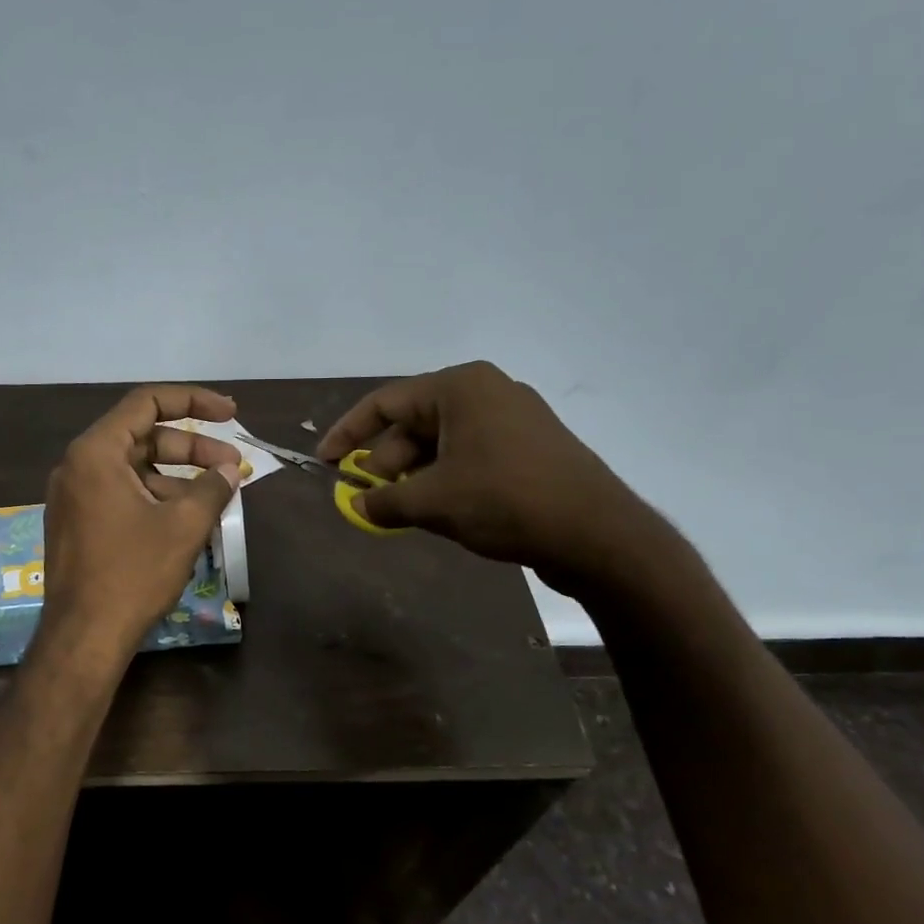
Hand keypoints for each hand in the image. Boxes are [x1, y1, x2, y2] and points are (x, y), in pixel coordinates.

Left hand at [40, 385, 245, 652]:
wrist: (84, 636)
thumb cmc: (133, 573)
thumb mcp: (183, 525)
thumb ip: (213, 487)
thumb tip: (231, 470)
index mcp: (95, 452)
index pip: (147, 402)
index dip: (193, 401)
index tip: (230, 413)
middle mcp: (78, 465)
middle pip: (143, 437)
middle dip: (192, 448)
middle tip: (232, 466)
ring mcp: (74, 496)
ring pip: (134, 469)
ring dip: (177, 477)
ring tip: (217, 497)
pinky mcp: (77, 523)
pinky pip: (121, 493)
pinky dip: (155, 496)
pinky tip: (187, 518)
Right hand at [317, 361, 659, 591]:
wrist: (598, 535)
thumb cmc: (505, 501)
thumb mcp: (432, 502)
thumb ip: (383, 500)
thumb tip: (356, 504)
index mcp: (461, 388)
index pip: (385, 402)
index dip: (348, 433)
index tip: (325, 462)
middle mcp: (486, 392)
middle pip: (414, 423)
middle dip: (385, 462)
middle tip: (366, 498)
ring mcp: (512, 419)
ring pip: (441, 443)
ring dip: (413, 476)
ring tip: (398, 511)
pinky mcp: (528, 448)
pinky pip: (469, 455)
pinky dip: (443, 480)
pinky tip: (435, 511)